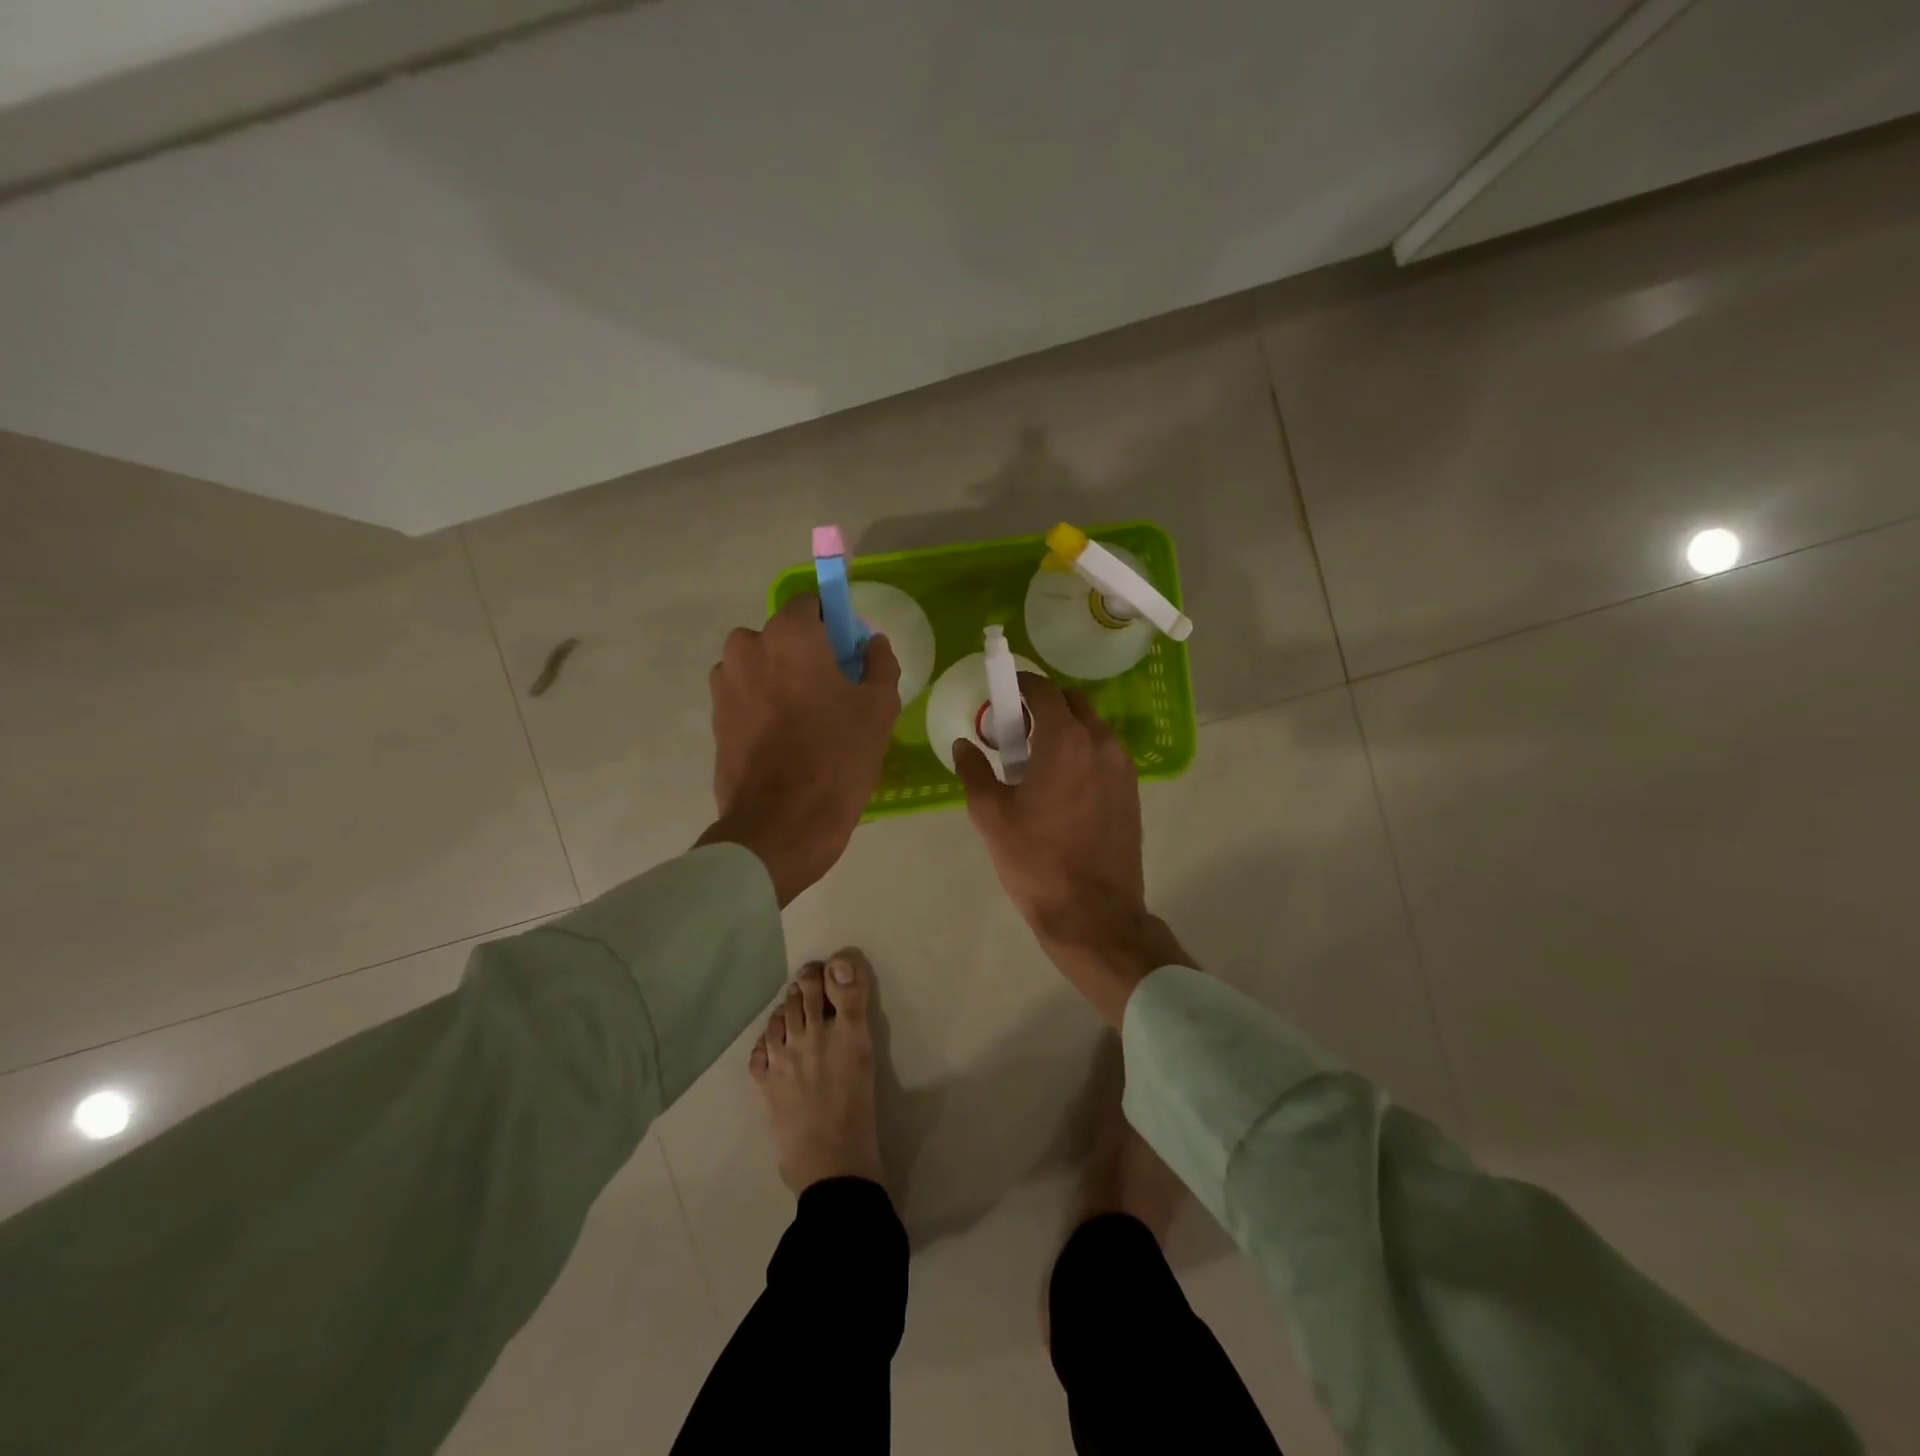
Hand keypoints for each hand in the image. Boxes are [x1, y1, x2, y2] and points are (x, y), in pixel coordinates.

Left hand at [698, 593, 900, 905]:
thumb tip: (871, 643)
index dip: (835, 625)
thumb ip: (880, 663)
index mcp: (789, 635)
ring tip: (809, 722)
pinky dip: (765, 707)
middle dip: (807, 654)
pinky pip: (747, 697)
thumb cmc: (836, 758)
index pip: (812, 604)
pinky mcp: (714, 718)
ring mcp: (724, 684)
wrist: (780, 825)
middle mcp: (747, 648)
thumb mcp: (879, 708)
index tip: (851, 655)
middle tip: (835, 693)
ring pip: (762, 667)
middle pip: (783, 636)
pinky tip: (788, 741)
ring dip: (783, 680)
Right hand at [953, 673, 1188, 1022]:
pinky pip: (1105, 754)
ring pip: (1092, 728)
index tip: (1002, 692)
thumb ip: (975, 771)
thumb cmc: (1036, 861)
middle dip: (1044, 704)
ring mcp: (1123, 767)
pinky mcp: (1132, 791)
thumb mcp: (991, 815)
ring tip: (1037, 759)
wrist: (1093, 913)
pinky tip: (1062, 783)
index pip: (1044, 691)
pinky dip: (1083, 751)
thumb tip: (963, 745)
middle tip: (1016, 728)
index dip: (1020, 684)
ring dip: (1065, 728)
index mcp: (1066, 741)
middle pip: (1073, 703)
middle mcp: (1101, 743)